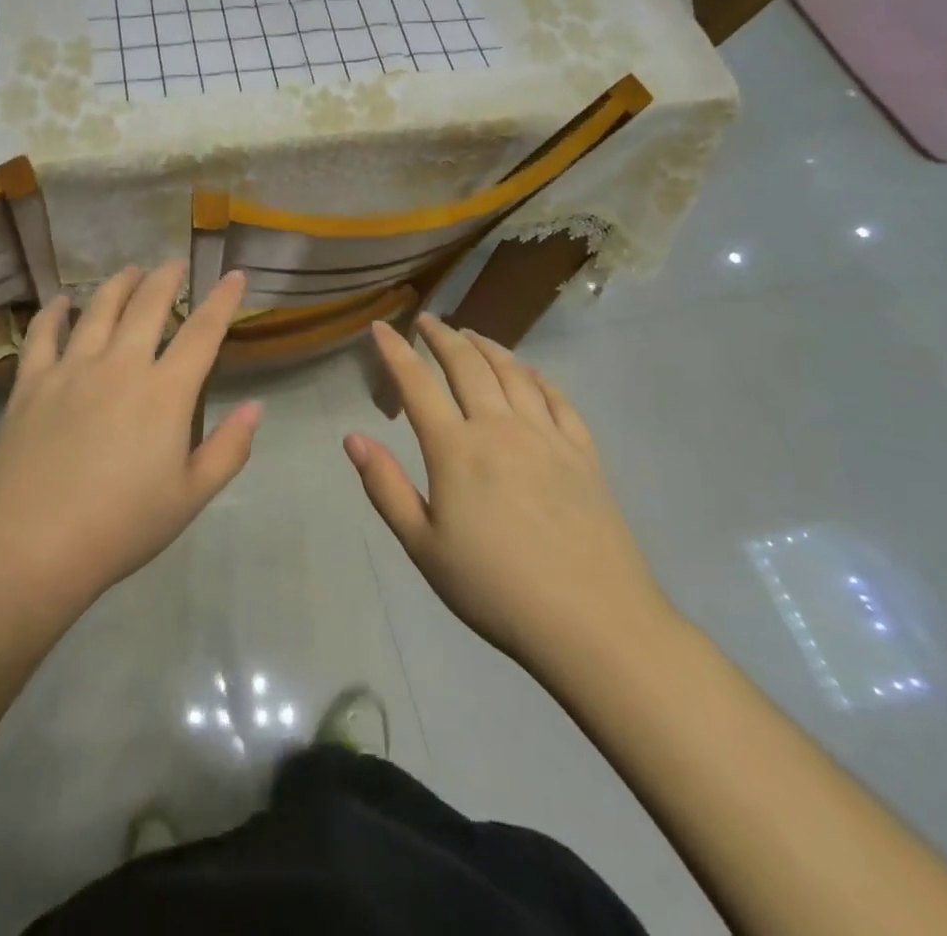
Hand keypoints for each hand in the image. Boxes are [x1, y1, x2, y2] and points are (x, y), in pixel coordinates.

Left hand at [0, 263, 258, 618]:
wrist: (30, 549)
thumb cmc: (120, 528)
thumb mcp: (190, 498)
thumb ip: (229, 449)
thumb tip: (256, 407)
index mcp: (164, 393)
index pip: (203, 332)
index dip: (222, 300)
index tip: (234, 275)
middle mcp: (119, 366)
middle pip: (148, 306)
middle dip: (166, 278)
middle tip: (174, 264)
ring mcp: (70, 370)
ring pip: (98, 309)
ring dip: (119, 284)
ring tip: (131, 271)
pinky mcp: (30, 384)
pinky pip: (42, 335)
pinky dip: (54, 312)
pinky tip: (61, 302)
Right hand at [346, 315, 676, 678]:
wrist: (594, 624)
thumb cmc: (496, 589)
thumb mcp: (424, 547)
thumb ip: (385, 488)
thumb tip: (352, 438)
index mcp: (456, 449)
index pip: (418, 384)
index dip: (395, 352)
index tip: (381, 327)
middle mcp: (500, 428)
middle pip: (468, 365)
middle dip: (443, 337)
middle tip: (427, 321)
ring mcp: (547, 436)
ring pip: (513, 372)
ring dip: (487, 346)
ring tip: (471, 334)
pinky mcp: (583, 453)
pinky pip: (557, 398)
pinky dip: (536, 375)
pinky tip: (528, 372)